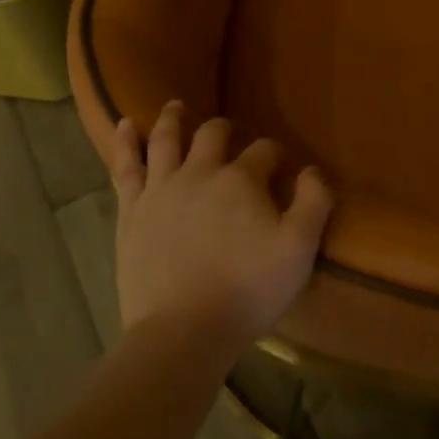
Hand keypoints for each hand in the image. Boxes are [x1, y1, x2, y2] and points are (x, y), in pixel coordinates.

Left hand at [111, 101, 334, 350]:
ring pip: (166, 140)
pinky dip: (126, 142)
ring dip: (173, 119)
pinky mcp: (132, 212)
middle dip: (225, 129)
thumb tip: (313, 170)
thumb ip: (313, 204)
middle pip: (213, 135)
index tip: (282, 165)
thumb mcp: (299, 250)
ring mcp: (161, 190)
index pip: (264, 151)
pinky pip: (126, 167)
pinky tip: (125, 124)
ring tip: (175, 106)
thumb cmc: (247, 291)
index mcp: (241, 180)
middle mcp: (200, 173)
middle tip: (229, 131)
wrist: (182, 332)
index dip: (275, 154)